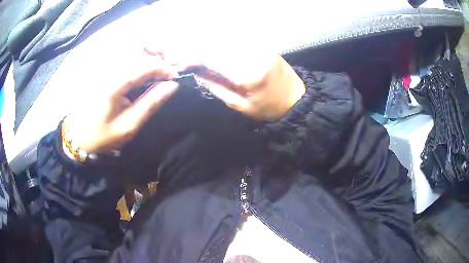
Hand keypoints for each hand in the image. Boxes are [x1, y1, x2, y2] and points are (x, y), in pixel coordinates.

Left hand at [64, 53, 179, 154]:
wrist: (78, 136)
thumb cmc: (102, 135)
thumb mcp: (128, 126)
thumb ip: (150, 103)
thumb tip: (172, 86)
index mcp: (115, 84)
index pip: (147, 64)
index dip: (165, 68)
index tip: (174, 78)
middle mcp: (109, 68)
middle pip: (138, 45)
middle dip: (157, 53)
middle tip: (164, 69)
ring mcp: (104, 66)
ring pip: (131, 45)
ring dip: (147, 52)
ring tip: (153, 68)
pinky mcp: (101, 68)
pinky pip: (123, 53)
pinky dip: (136, 55)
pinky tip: (139, 69)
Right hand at [145, 48, 305, 121]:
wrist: (296, 100)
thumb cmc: (268, 109)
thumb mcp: (240, 105)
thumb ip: (216, 86)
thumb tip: (196, 72)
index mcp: (248, 72)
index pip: (212, 58)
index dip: (192, 58)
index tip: (180, 63)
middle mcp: (253, 53)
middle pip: (217, 43)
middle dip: (196, 48)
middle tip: (183, 56)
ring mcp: (260, 45)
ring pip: (226, 37)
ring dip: (207, 42)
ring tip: (194, 52)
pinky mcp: (263, 43)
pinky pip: (238, 37)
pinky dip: (221, 40)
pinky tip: (212, 46)